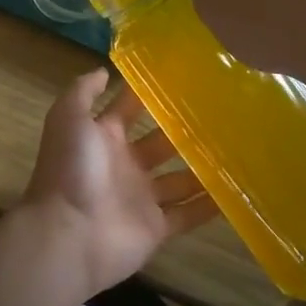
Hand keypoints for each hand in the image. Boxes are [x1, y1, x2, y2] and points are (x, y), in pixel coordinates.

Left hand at [21, 70, 215, 295]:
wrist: (68, 235)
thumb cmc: (70, 170)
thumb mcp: (68, 118)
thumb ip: (83, 92)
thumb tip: (105, 70)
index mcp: (103, 137)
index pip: (128, 109)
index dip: (147, 93)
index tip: (181, 76)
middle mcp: (124, 164)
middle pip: (160, 142)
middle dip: (183, 129)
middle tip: (221, 111)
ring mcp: (141, 197)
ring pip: (179, 178)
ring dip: (203, 166)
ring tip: (238, 146)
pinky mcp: (156, 227)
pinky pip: (188, 213)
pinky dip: (209, 205)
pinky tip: (237, 190)